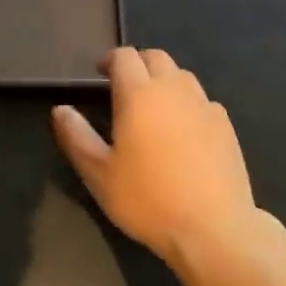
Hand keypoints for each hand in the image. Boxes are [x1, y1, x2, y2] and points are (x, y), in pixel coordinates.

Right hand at [52, 48, 256, 269]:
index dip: (110, 60)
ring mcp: (204, 104)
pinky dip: (188, 103)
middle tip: (125, 86)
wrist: (213, 228)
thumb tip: (60, 109)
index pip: (124, 56)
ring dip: (164, 80)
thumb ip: (76, 136)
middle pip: (155, 57)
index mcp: (139, 94)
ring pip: (181, 75)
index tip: (101, 74)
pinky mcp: (225, 124)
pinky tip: (184, 130)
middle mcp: (173, 89)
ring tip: (154, 107)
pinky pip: (202, 100)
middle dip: (138, 64)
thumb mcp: (99, 174)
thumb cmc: (148, 200)